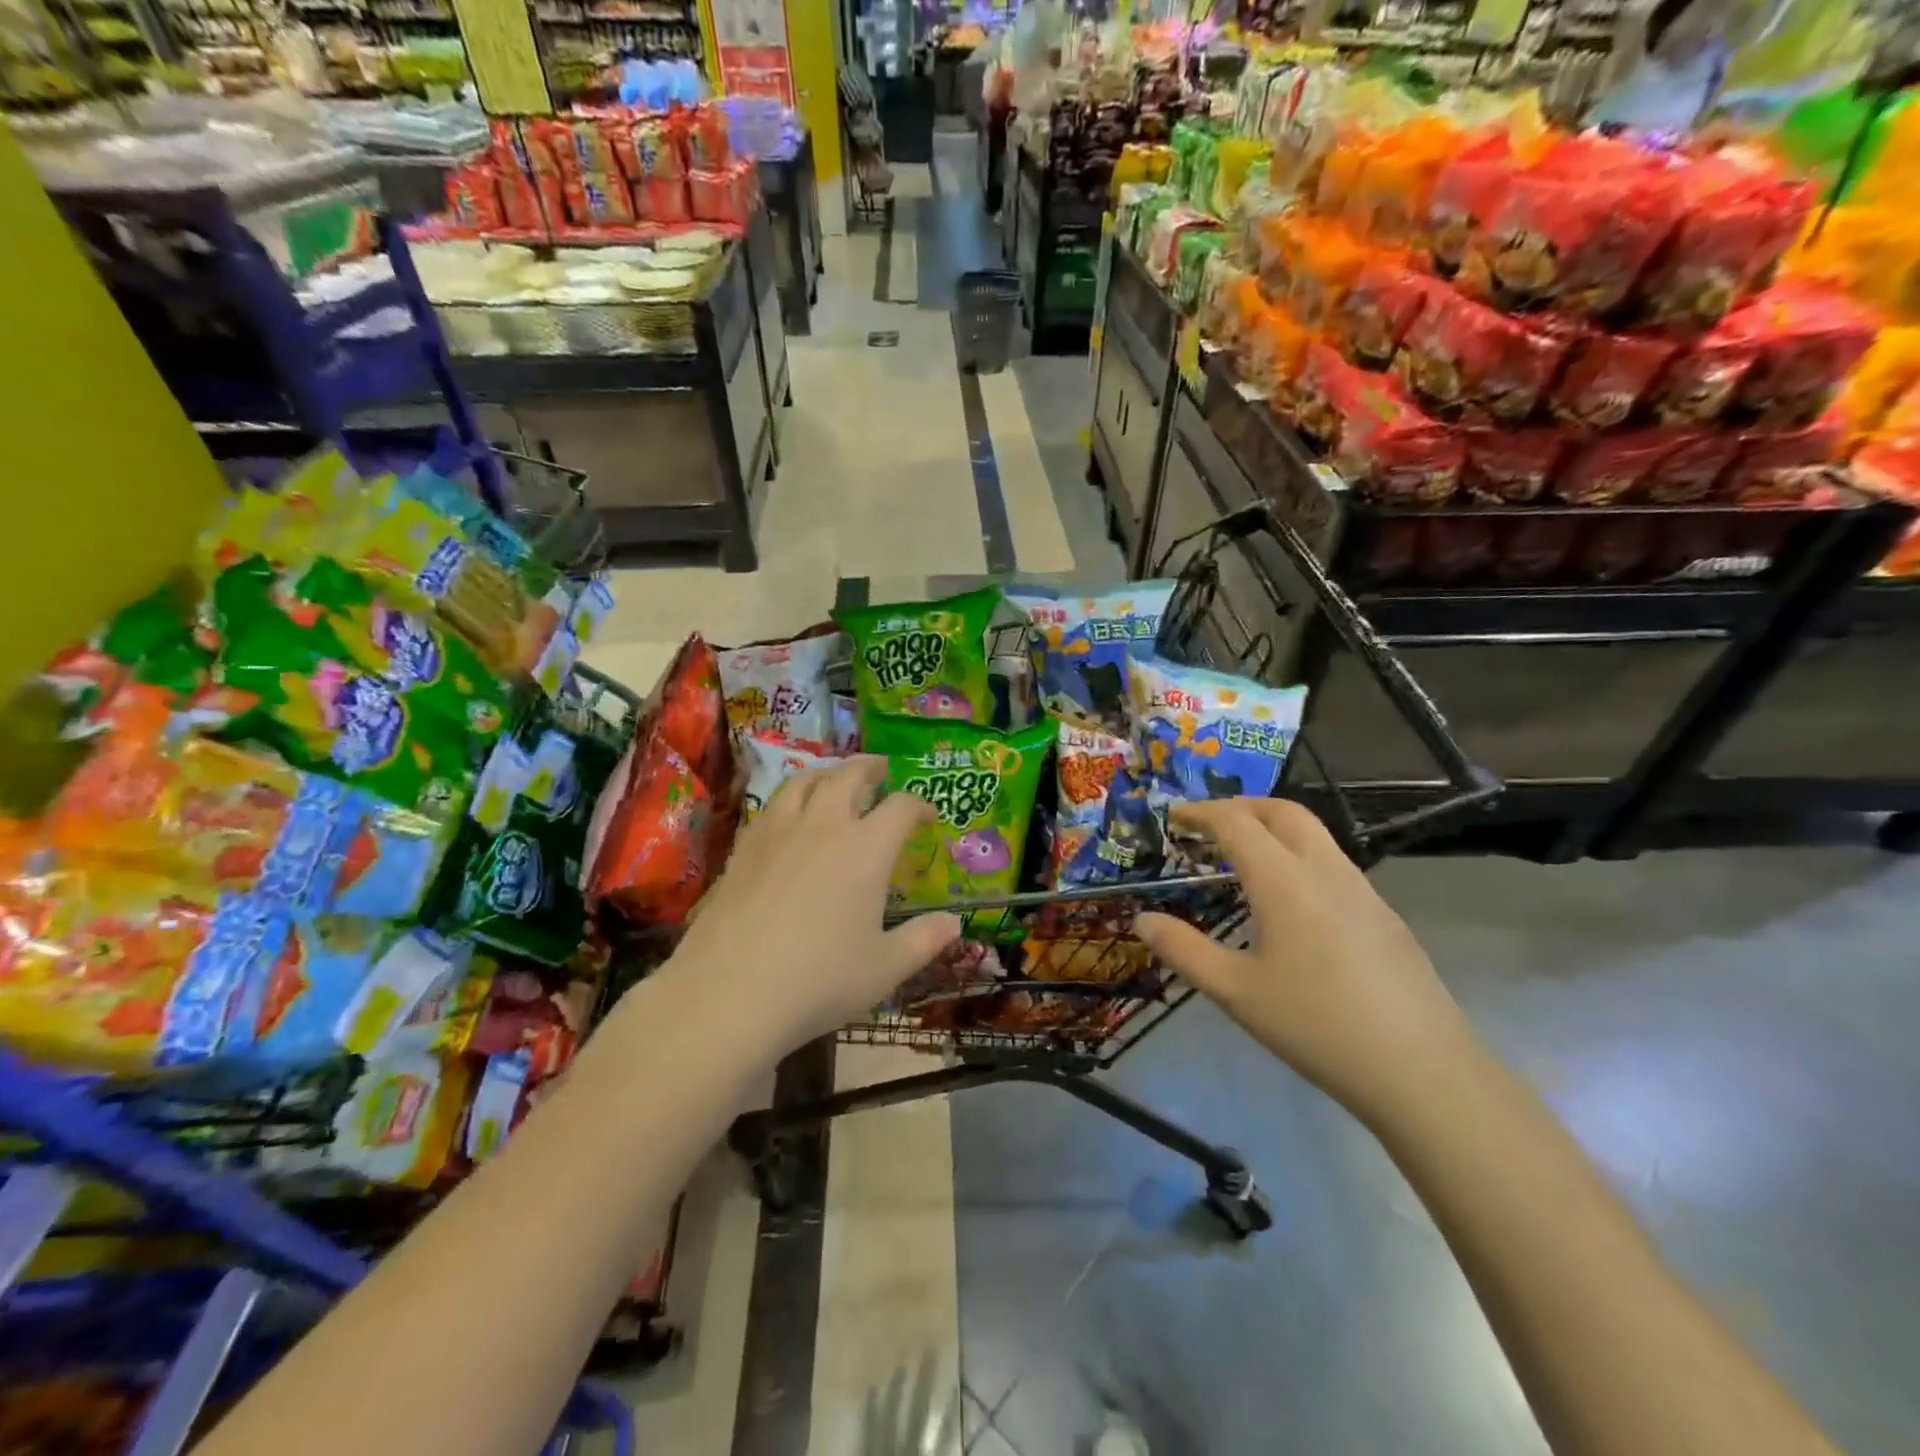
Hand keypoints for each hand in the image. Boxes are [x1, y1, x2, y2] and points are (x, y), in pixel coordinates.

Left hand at [664, 758, 960, 1055]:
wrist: (729, 992)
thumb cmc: (819, 980)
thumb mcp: (884, 968)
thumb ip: (924, 940)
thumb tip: (954, 922)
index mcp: (866, 848)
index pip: (900, 807)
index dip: (919, 806)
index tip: (927, 815)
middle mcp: (824, 825)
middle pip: (849, 776)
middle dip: (871, 768)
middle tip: (881, 770)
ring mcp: (778, 830)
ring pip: (805, 780)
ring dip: (827, 772)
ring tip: (834, 778)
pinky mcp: (744, 846)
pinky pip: (773, 804)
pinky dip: (791, 797)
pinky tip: (790, 816)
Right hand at [1136, 798, 1478, 1124]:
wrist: (1422, 1070)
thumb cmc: (1316, 1025)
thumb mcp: (1236, 992)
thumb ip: (1184, 950)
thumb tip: (1142, 920)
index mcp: (1284, 880)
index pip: (1236, 823)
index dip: (1201, 813)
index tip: (1173, 816)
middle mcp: (1324, 870)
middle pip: (1281, 812)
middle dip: (1240, 807)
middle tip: (1208, 825)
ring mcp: (1361, 889)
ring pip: (1313, 834)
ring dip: (1272, 828)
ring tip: (1243, 857)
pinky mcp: (1383, 914)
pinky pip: (1332, 862)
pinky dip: (1297, 855)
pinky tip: (1289, 900)